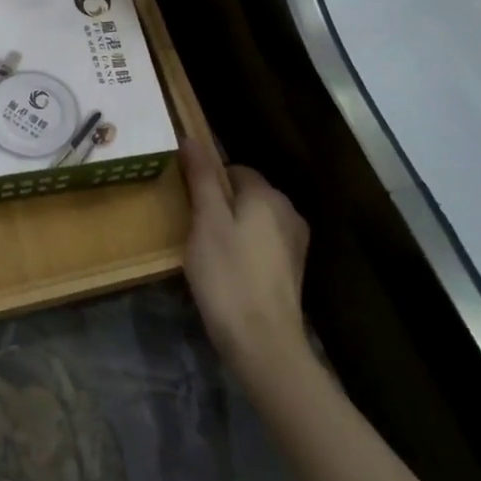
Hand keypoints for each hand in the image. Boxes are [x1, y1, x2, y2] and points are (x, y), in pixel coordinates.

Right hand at [180, 140, 311, 379]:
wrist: (263, 342)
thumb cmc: (228, 275)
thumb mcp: (206, 222)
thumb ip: (202, 178)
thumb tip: (191, 138)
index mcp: (267, 195)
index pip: (233, 169)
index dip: (207, 182)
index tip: (186, 204)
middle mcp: (288, 212)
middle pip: (245, 194)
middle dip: (219, 205)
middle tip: (191, 230)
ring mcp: (294, 243)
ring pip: (253, 220)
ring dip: (231, 228)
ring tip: (205, 253)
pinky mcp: (292, 270)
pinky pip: (261, 244)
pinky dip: (243, 250)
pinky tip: (227, 271)